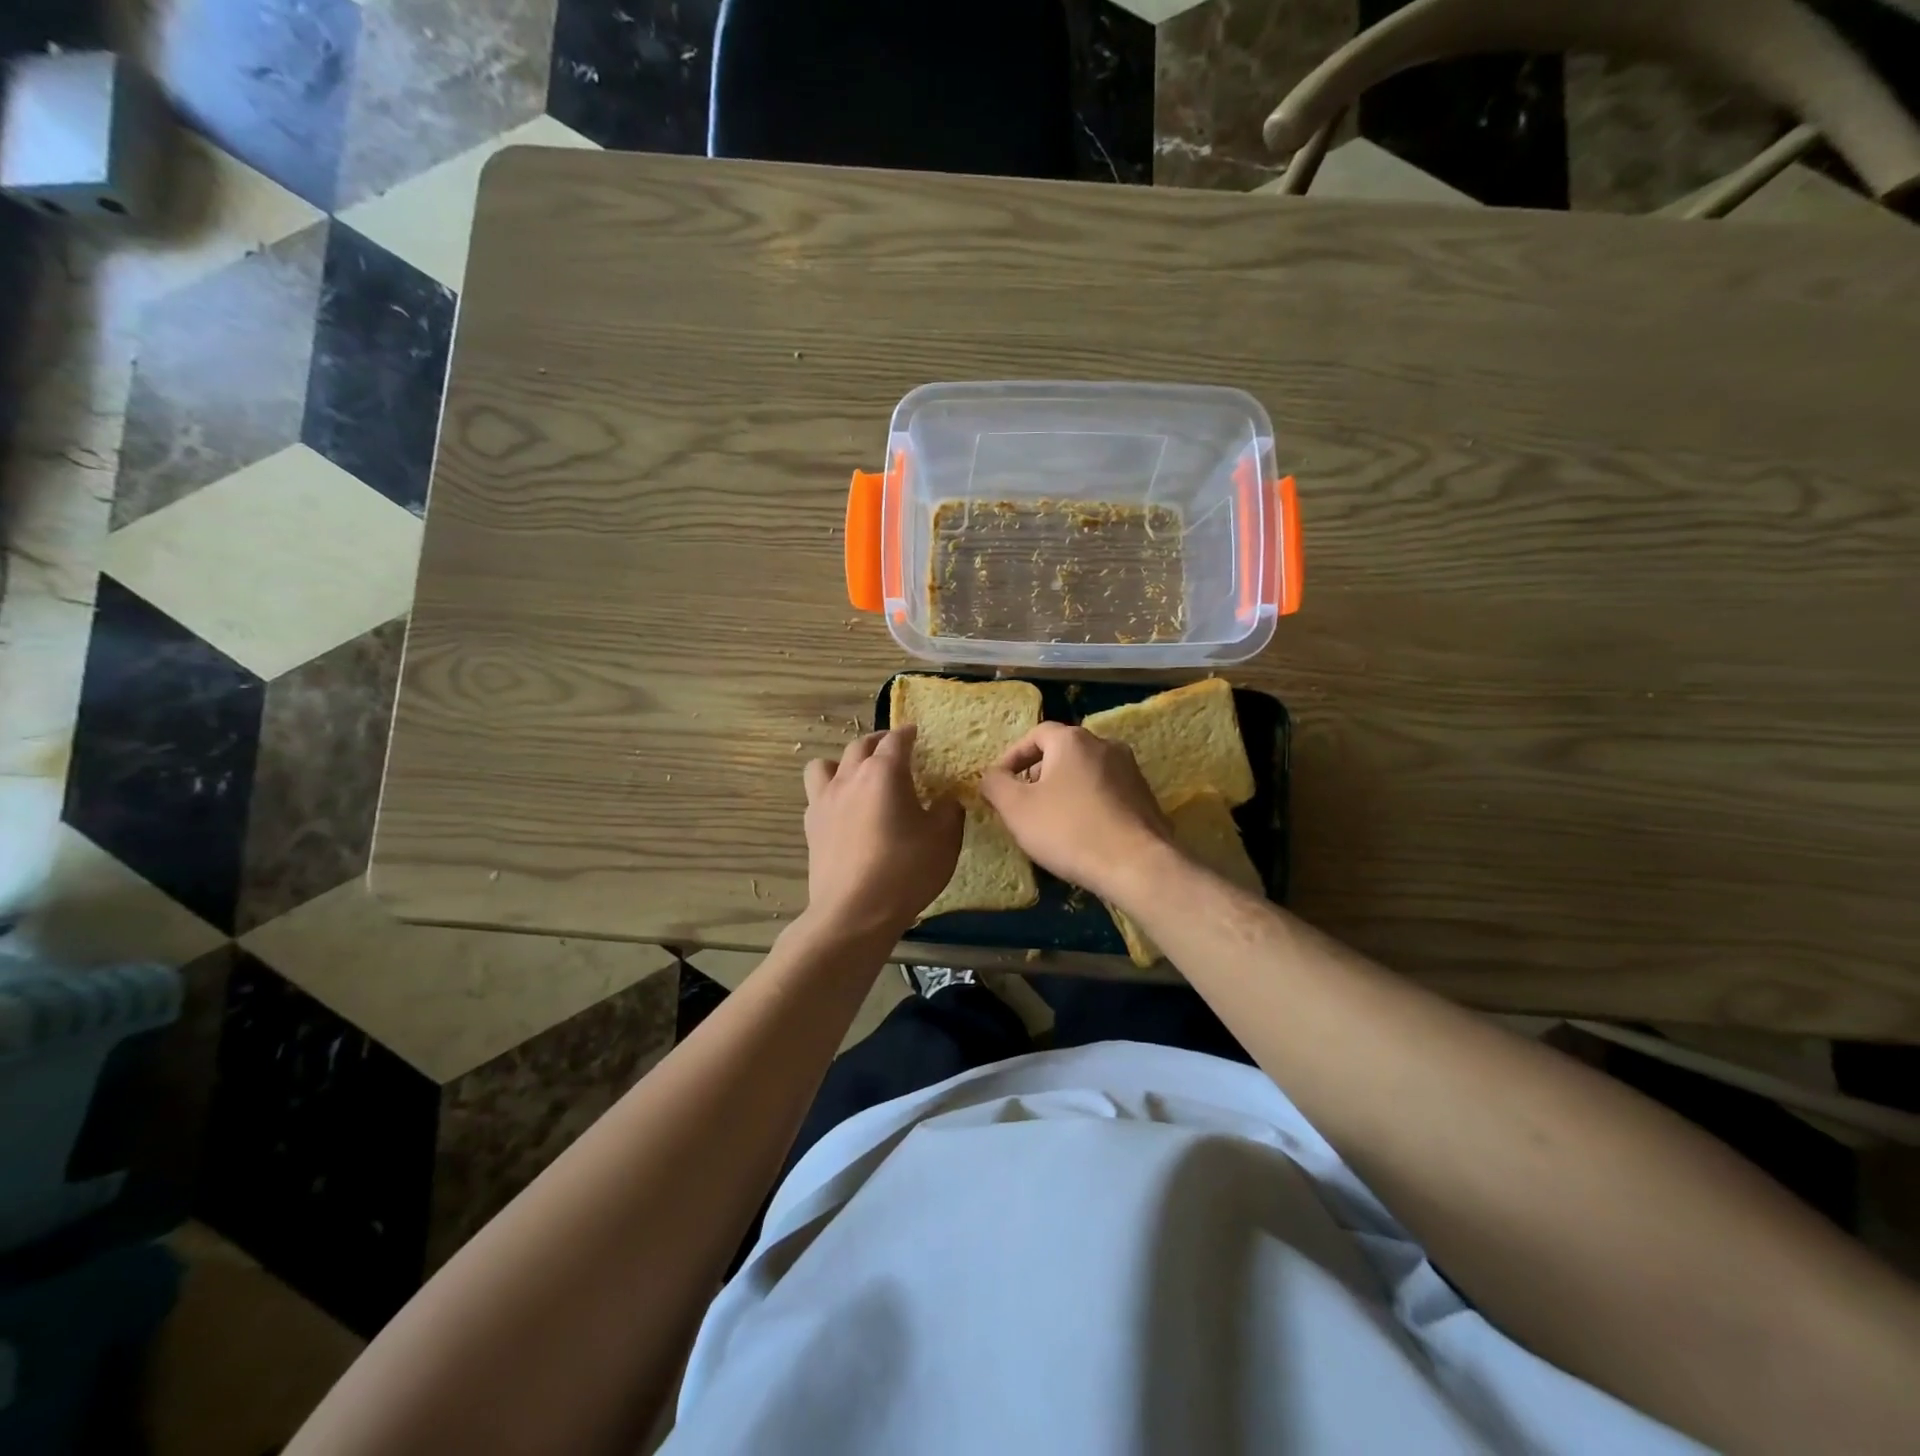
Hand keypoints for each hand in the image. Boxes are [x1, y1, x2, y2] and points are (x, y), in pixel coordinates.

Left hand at [802, 726, 962, 939]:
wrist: (854, 912)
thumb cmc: (906, 870)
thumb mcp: (944, 840)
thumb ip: (949, 811)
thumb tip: (946, 799)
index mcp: (884, 773)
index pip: (896, 740)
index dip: (907, 733)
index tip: (915, 733)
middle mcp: (850, 777)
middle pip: (860, 745)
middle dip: (878, 742)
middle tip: (892, 748)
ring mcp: (825, 801)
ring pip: (825, 764)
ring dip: (843, 762)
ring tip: (858, 775)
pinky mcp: (811, 826)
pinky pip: (817, 794)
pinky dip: (830, 792)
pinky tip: (843, 809)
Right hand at [978, 723, 1172, 901]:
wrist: (1137, 865)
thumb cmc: (1069, 830)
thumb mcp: (1017, 808)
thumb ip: (995, 785)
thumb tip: (990, 776)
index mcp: (1073, 740)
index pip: (1035, 735)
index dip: (1013, 757)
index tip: (1000, 783)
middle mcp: (1105, 745)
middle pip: (1062, 752)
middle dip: (1038, 774)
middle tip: (1023, 803)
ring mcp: (1131, 771)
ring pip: (1086, 773)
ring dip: (1064, 790)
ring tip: (1050, 821)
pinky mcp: (1145, 798)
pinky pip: (1106, 793)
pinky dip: (1088, 804)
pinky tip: (1081, 833)